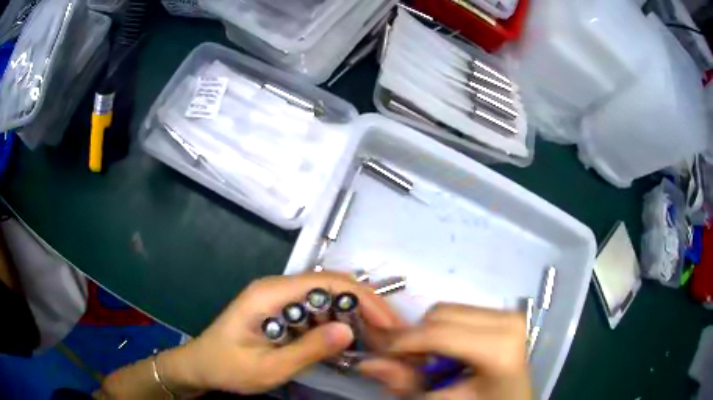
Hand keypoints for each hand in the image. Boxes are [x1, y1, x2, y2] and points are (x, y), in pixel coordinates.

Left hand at [159, 272, 401, 394]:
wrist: (199, 366)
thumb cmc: (227, 367)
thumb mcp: (268, 367)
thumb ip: (308, 350)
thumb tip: (350, 331)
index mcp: (270, 293)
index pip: (327, 282)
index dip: (363, 298)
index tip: (388, 323)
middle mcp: (276, 287)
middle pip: (330, 283)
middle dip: (365, 304)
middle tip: (389, 332)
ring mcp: (278, 297)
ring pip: (326, 294)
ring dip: (354, 312)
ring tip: (377, 335)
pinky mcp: (280, 309)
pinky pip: (316, 307)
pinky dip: (338, 319)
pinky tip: (351, 336)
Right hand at [359, 303, 530, 399]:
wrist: (512, 399)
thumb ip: (406, 383)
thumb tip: (368, 363)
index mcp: (501, 347)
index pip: (438, 333)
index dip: (402, 343)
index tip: (380, 355)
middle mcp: (508, 320)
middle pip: (440, 314)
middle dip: (416, 339)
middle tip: (409, 363)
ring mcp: (508, 313)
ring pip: (447, 310)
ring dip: (428, 334)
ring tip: (431, 360)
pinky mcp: (504, 313)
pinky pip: (459, 312)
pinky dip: (443, 331)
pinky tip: (448, 352)